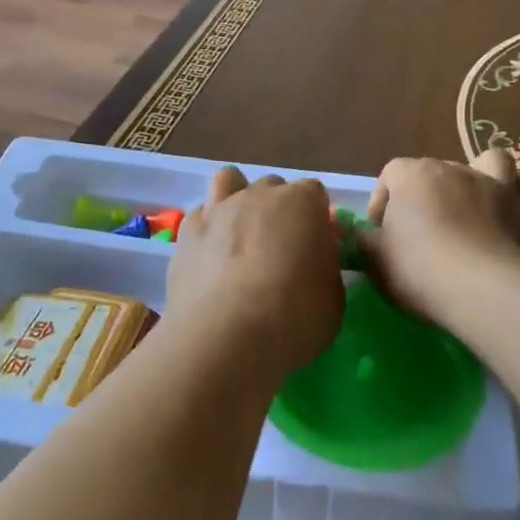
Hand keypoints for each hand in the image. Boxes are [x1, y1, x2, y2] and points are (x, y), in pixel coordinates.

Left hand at [167, 168, 345, 382]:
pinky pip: (201, 215)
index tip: (315, 246)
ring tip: (241, 236)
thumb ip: (325, 267)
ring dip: (238, 200)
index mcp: (302, 203)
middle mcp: (259, 195)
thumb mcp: (333, 298)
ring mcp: (219, 209)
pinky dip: (208, 229)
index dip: (315, 218)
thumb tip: (313, 262)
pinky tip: (210, 256)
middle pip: (273, 187)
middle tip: (280, 249)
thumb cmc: (293, 318)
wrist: (225, 337)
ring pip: (229, 182)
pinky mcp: (186, 232)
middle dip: (278, 209)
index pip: (314, 193)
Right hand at [358, 149, 519, 331]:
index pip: (391, 174)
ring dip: (484, 174)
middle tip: (424, 230)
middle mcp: (457, 170)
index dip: (383, 200)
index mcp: (414, 176)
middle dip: (429, 194)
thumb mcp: (375, 260)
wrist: (486, 291)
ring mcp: (499, 187)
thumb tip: (361, 234)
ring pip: (492, 160)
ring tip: (476, 201)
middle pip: (436, 170)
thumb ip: (364, 241)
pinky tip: (514, 211)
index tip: (381, 232)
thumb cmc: (420, 271)